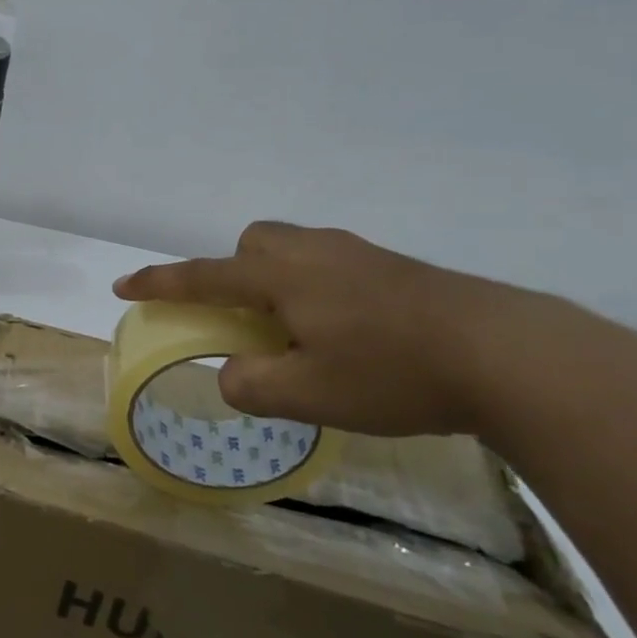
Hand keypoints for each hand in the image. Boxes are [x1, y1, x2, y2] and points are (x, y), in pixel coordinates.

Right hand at [114, 222, 575, 439]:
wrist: (510, 355)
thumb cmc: (392, 372)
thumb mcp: (307, 395)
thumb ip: (250, 385)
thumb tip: (235, 374)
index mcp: (280, 277)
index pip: (203, 277)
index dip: (160, 284)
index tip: (125, 286)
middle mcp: (314, 253)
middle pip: (254, 242)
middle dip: (236, 271)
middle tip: (250, 318)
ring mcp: (360, 255)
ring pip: (297, 251)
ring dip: (280, 281)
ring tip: (302, 333)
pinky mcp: (399, 269)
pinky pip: (335, 266)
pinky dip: (321, 291)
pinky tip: (354, 334)